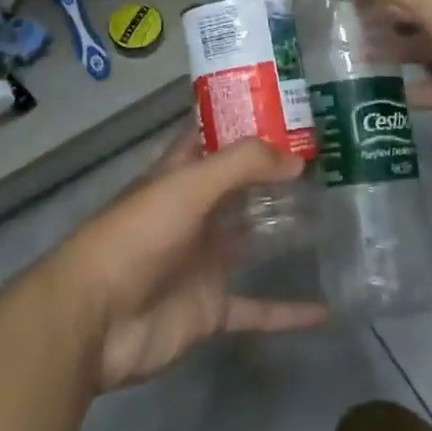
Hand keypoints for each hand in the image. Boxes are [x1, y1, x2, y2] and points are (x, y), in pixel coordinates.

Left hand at [54, 136, 327, 391]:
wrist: (96, 319)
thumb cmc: (138, 235)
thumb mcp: (189, 186)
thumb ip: (242, 166)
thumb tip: (297, 158)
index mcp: (182, 175)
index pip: (216, 137)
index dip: (248, 122)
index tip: (292, 111)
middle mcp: (196, 212)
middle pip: (241, 188)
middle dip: (277, 176)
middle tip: (330, 165)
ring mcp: (204, 261)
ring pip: (253, 241)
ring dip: (286, 233)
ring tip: (335, 220)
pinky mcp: (210, 308)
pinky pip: (256, 308)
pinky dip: (287, 311)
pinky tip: (324, 309)